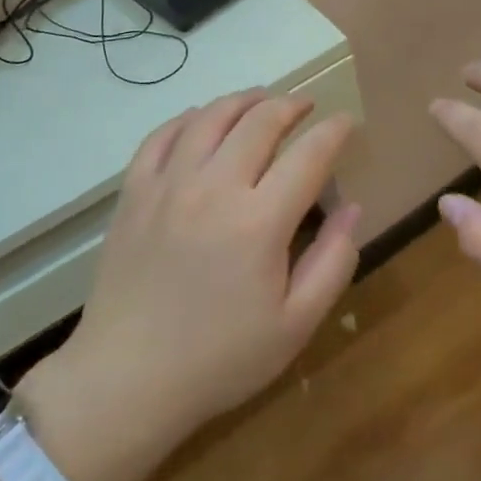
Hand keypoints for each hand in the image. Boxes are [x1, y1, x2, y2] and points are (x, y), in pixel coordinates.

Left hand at [34, 91, 361, 453]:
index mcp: (259, 221)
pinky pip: (162, 135)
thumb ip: (333, 261)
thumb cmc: (220, 359)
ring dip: (242, 100)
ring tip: (261, 100)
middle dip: (290, 105)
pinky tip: (201, 119)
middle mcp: (214, 187)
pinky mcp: (134, 192)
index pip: (308, 154)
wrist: (126, 379)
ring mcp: (168, 184)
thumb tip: (353, 207)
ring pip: (210, 117)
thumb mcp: (295, 324)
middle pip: (259, 121)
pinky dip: (188, 118)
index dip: (334, 132)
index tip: (347, 122)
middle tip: (306, 106)